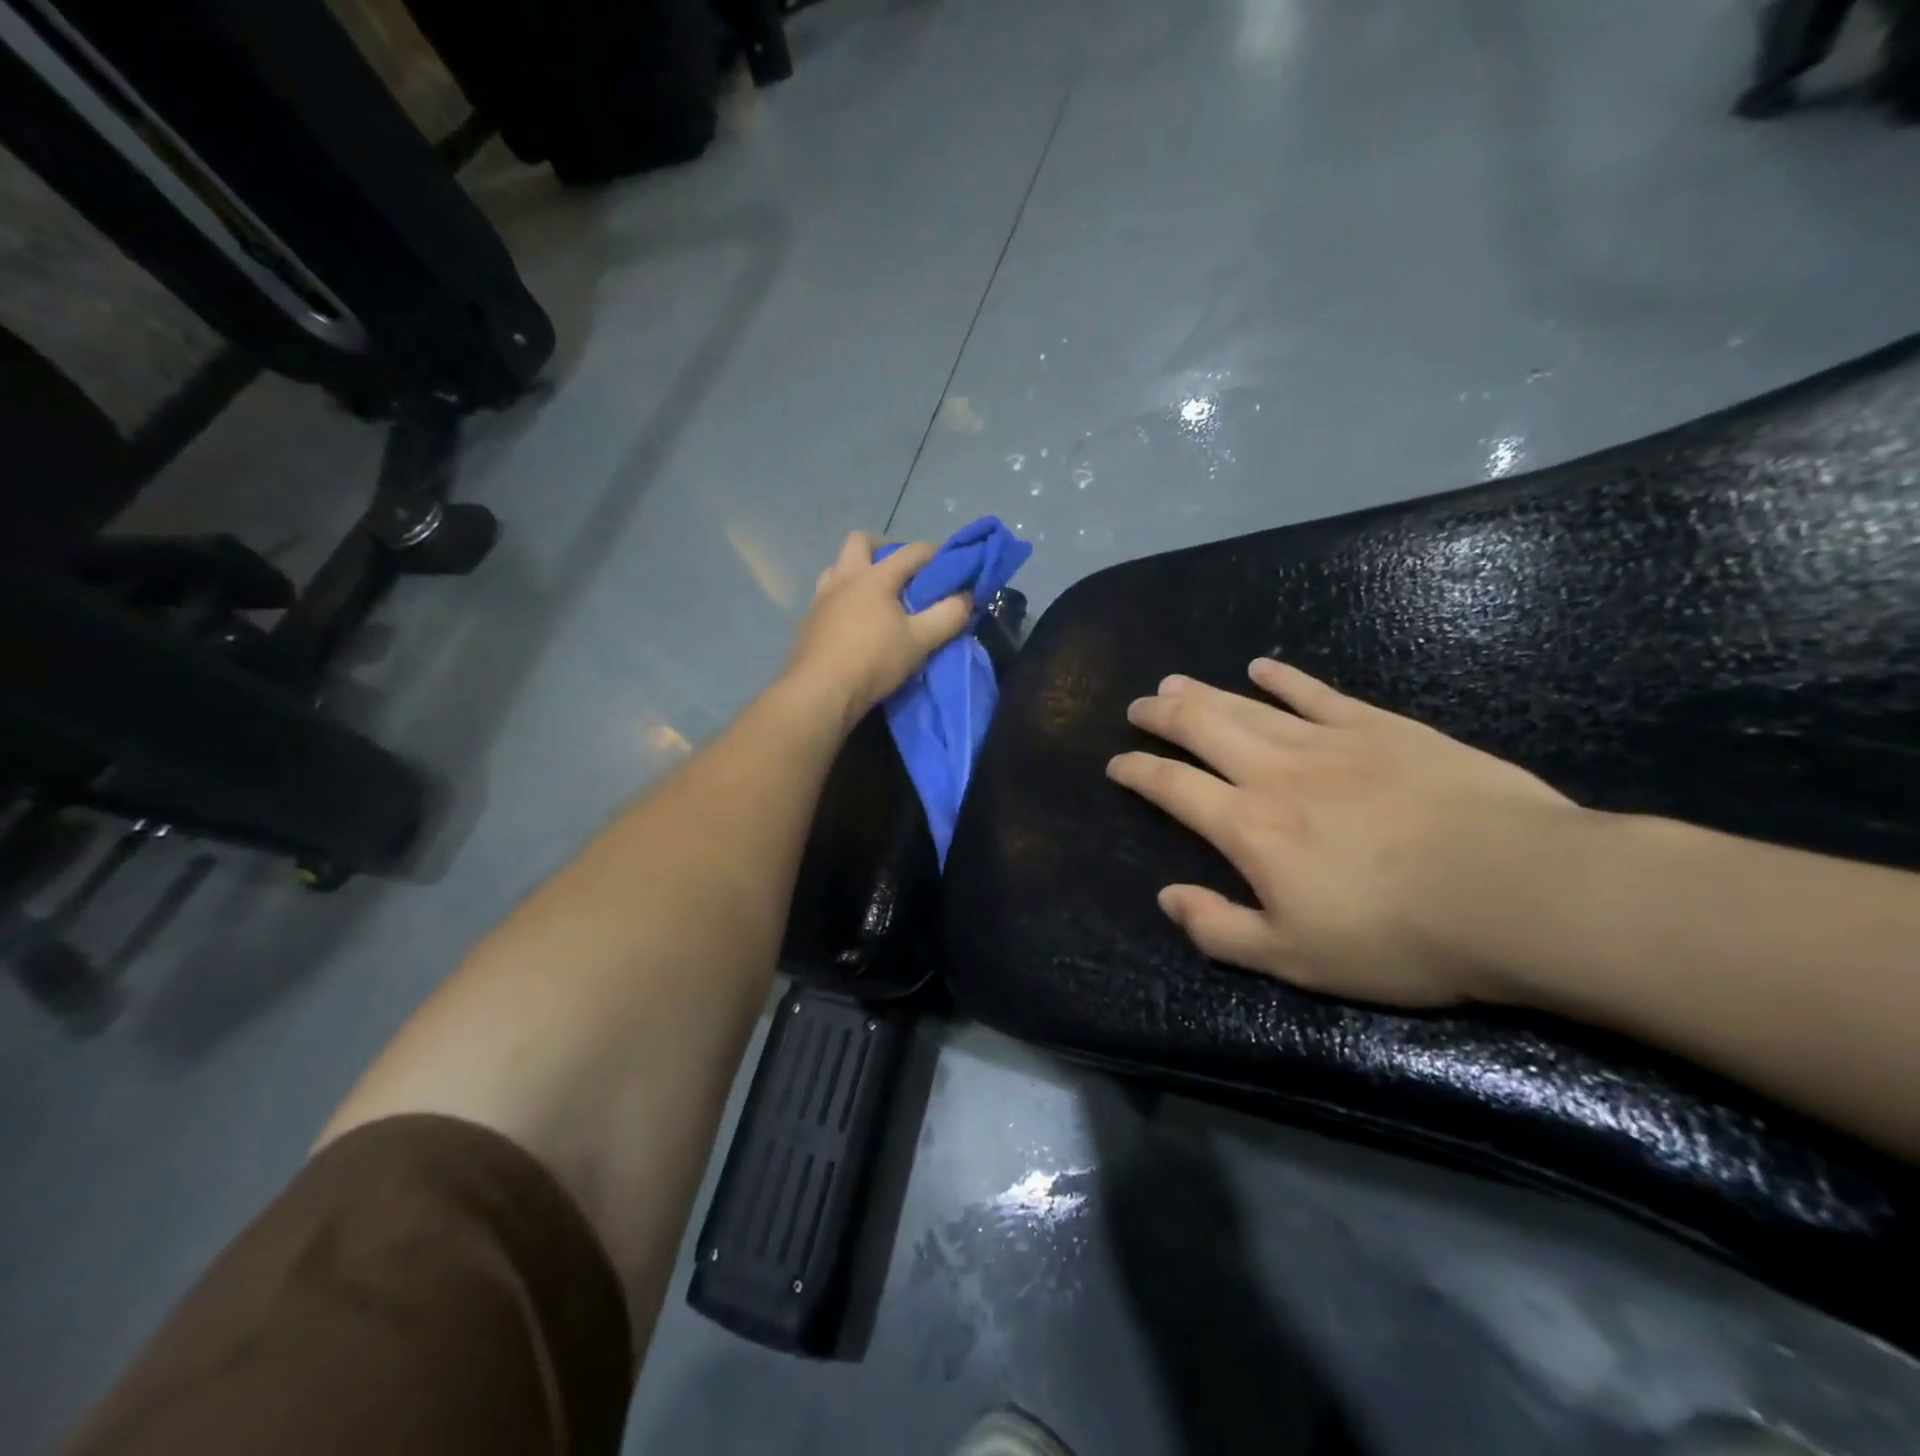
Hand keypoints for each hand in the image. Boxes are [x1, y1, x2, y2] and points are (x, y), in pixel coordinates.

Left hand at [784, 531, 971, 729]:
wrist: (820, 692)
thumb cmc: (873, 661)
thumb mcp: (920, 641)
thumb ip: (948, 616)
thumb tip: (966, 596)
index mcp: (874, 577)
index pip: (911, 552)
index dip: (935, 553)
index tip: (950, 563)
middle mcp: (844, 578)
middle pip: (860, 542)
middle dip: (883, 549)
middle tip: (900, 573)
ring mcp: (821, 598)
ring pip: (837, 567)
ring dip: (856, 572)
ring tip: (874, 597)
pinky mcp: (808, 621)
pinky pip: (826, 597)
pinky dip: (842, 599)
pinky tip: (853, 622)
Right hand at [1107, 659, 1578, 1005]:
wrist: (1516, 890)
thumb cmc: (1398, 936)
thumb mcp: (1295, 958)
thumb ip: (1219, 928)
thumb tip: (1166, 897)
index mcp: (1248, 827)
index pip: (1172, 786)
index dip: (1137, 771)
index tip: (1117, 763)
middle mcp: (1273, 772)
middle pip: (1201, 729)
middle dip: (1161, 716)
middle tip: (1138, 706)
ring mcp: (1327, 741)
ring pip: (1247, 706)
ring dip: (1204, 692)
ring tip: (1174, 681)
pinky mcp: (1380, 726)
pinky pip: (1316, 693)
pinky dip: (1282, 678)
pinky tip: (1261, 667)